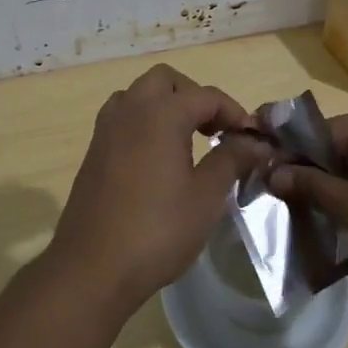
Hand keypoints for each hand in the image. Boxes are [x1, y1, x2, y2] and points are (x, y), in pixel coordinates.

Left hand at [50, 65, 274, 314]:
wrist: (92, 266)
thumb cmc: (157, 230)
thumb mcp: (206, 196)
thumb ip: (231, 159)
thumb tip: (254, 142)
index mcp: (161, 113)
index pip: (206, 96)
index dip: (234, 112)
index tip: (251, 139)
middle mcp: (130, 109)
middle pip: (166, 81)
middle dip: (194, 97)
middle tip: (215, 130)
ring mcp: (107, 128)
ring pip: (139, 95)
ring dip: (165, 106)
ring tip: (187, 140)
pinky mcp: (94, 150)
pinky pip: (123, 118)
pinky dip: (145, 122)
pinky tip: (158, 159)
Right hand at [269, 109, 347, 306]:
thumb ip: (314, 188)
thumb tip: (274, 172)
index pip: (320, 131)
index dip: (287, 153)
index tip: (259, 174)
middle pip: (339, 148)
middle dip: (310, 176)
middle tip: (280, 204)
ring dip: (335, 192)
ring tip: (307, 220)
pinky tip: (347, 228)